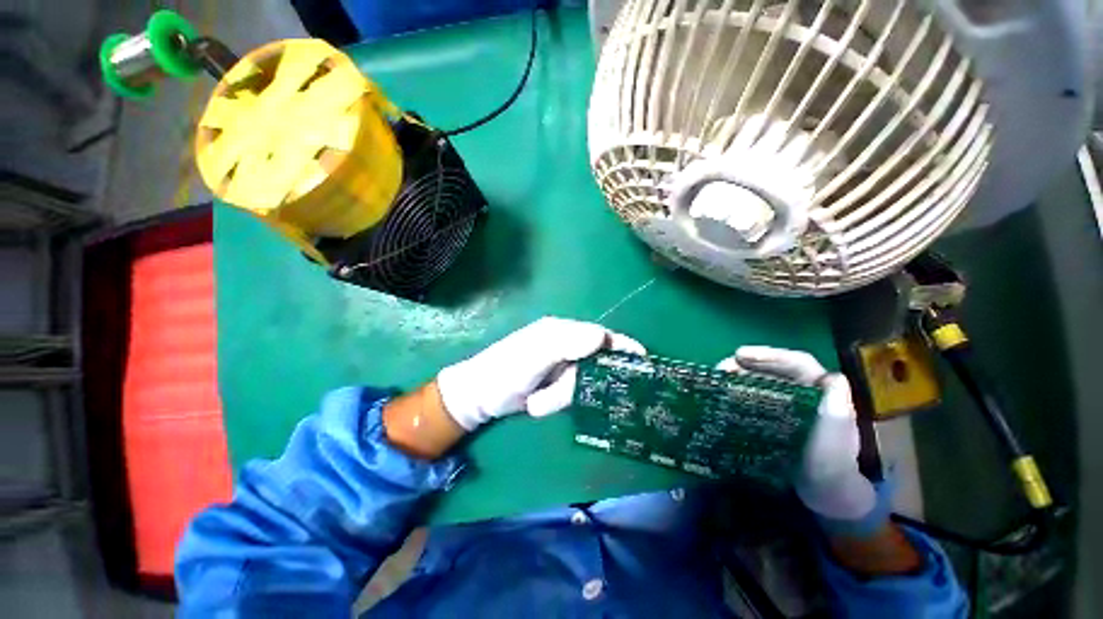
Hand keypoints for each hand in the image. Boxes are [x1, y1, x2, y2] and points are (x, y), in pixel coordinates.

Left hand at [437, 317, 644, 430]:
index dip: (620, 345)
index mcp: (561, 332)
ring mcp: (560, 365)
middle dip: (576, 384)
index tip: (642, 359)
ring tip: (537, 400)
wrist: (479, 397)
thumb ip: (565, 344)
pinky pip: (571, 393)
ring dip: (561, 395)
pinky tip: (539, 403)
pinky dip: (557, 400)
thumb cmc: (504, 371)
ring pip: (581, 382)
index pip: (599, 334)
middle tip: (553, 394)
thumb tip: (602, 336)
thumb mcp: (533, 356)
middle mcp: (564, 345)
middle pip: (593, 364)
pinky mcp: (556, 383)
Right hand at [717, 347, 876, 522]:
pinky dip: (737, 391)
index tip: (739, 355)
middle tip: (721, 368)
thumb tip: (833, 377)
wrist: (824, 490)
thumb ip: (838, 410)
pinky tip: (723, 395)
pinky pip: (753, 395)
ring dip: (738, 375)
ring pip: (760, 379)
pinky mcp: (772, 414)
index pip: (796, 362)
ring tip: (717, 378)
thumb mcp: (838, 436)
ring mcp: (785, 401)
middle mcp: (801, 389)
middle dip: (746, 363)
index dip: (769, 355)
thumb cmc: (831, 462)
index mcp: (819, 389)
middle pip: (772, 367)